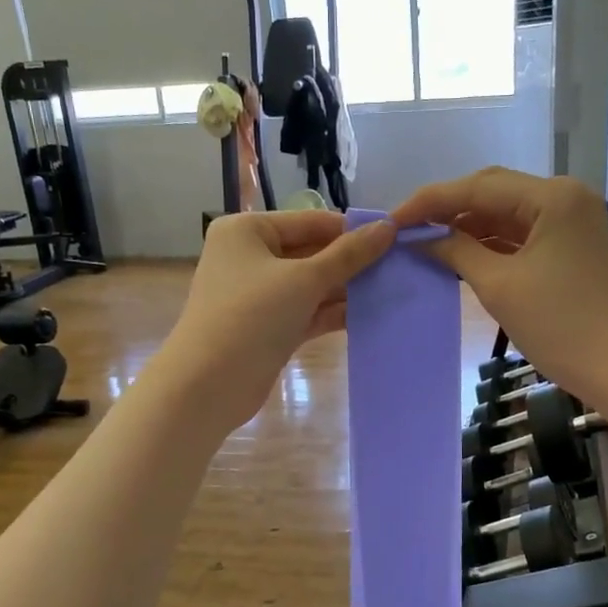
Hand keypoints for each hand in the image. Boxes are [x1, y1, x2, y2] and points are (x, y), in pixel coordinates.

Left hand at [156, 210, 395, 432]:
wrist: (208, 384)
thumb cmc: (251, 317)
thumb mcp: (304, 280)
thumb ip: (348, 255)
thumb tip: (388, 227)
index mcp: (248, 231)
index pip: (310, 221)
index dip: (351, 230)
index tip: (396, 238)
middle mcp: (250, 257)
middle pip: (311, 252)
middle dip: (352, 263)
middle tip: (399, 267)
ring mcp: (259, 295)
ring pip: (311, 285)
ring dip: (347, 290)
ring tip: (393, 290)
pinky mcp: (269, 328)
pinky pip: (307, 311)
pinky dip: (333, 313)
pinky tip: (370, 315)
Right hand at [391, 169, 607, 404]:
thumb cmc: (558, 326)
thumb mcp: (499, 286)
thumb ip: (457, 252)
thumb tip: (421, 238)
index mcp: (552, 197)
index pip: (478, 187)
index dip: (430, 201)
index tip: (392, 218)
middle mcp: (564, 196)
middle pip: (493, 191)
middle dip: (447, 208)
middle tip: (406, 228)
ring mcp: (569, 219)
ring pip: (505, 211)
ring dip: (467, 225)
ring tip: (426, 241)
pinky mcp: (569, 243)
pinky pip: (520, 232)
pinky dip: (489, 241)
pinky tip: (459, 252)